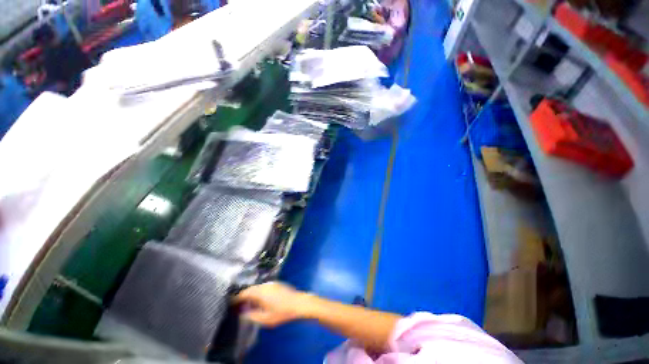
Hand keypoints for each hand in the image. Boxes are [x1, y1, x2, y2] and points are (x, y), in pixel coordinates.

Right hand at [234, 282, 313, 327]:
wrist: (298, 303)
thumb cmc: (282, 312)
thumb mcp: (265, 319)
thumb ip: (252, 316)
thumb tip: (243, 313)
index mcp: (260, 292)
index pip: (245, 293)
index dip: (237, 297)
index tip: (231, 302)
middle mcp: (265, 285)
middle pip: (251, 289)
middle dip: (244, 295)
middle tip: (239, 303)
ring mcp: (272, 283)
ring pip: (258, 287)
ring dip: (252, 293)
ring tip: (248, 302)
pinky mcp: (277, 284)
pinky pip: (264, 287)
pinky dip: (259, 292)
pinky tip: (260, 299)